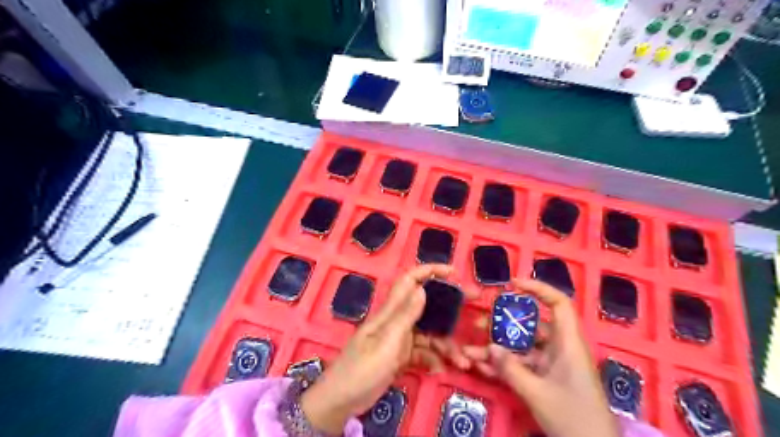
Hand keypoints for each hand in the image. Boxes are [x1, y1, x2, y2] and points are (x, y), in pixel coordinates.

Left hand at [300, 263, 454, 433]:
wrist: (340, 402)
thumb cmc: (361, 370)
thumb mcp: (386, 343)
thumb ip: (405, 316)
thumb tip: (423, 288)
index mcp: (390, 312)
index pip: (410, 281)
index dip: (429, 271)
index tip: (453, 273)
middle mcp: (395, 321)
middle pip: (425, 306)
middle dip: (448, 308)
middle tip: (470, 309)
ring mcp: (398, 339)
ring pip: (427, 333)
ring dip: (445, 344)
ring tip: (461, 361)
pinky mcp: (399, 356)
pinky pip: (422, 352)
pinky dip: (432, 359)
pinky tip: (440, 370)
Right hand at [462, 279, 622, 436]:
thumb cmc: (574, 418)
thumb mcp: (537, 394)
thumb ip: (511, 369)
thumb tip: (490, 348)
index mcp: (568, 344)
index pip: (558, 304)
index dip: (538, 289)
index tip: (513, 284)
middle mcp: (560, 349)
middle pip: (531, 326)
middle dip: (503, 325)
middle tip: (478, 324)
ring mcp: (552, 365)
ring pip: (522, 348)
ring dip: (497, 351)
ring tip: (470, 354)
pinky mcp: (547, 379)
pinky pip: (522, 365)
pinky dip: (504, 367)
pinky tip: (482, 370)